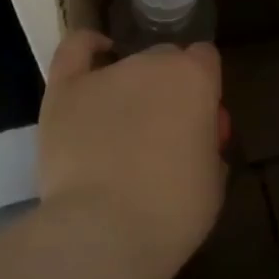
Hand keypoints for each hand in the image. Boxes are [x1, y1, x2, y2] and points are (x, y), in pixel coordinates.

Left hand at [37, 30, 226, 278]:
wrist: (102, 232)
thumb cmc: (171, 212)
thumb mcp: (213, 180)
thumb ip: (207, 145)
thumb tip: (194, 140)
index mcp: (195, 79)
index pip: (205, 59)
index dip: (204, 88)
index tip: (200, 120)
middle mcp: (153, 63)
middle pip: (166, 60)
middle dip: (168, 89)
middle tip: (162, 133)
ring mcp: (107, 73)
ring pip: (126, 65)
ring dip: (131, 89)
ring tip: (121, 131)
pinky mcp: (65, 90)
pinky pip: (76, 50)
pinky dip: (88, 46)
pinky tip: (96, 51)